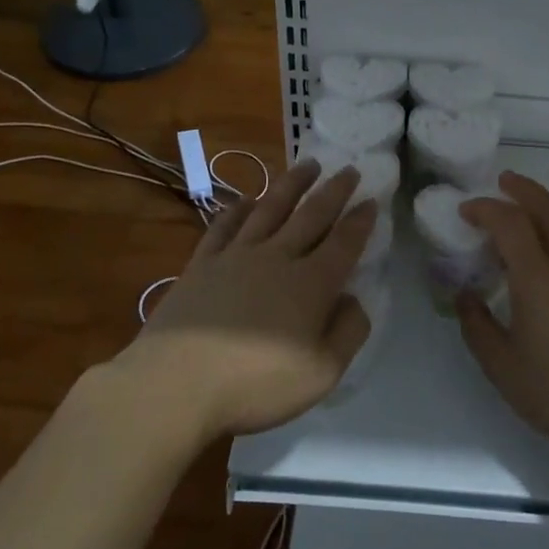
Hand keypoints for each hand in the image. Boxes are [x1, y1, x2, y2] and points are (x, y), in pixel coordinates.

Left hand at [126, 158, 375, 440]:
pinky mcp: (202, 264)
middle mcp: (277, 258)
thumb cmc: (256, 384)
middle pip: (311, 215)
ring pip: (270, 209)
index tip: (372, 200)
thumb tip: (354, 299)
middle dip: (334, 191)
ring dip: (292, 184)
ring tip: (308, 164)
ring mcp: (236, 256)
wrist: (176, 384)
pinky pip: (225, 226)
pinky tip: (246, 199)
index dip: (361, 221)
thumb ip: (348, 332)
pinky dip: (238, 209)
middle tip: (349, 170)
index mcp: (311, 284)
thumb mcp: (322, 374)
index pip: (344, 243)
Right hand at [456, 171, 548, 455]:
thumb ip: (476, 323)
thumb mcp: (500, 363)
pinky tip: (540, 276)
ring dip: (539, 219)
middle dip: (524, 189)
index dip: (486, 209)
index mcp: (539, 278)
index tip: (465, 210)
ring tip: (513, 234)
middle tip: (502, 181)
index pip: (510, 222)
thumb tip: (465, 295)